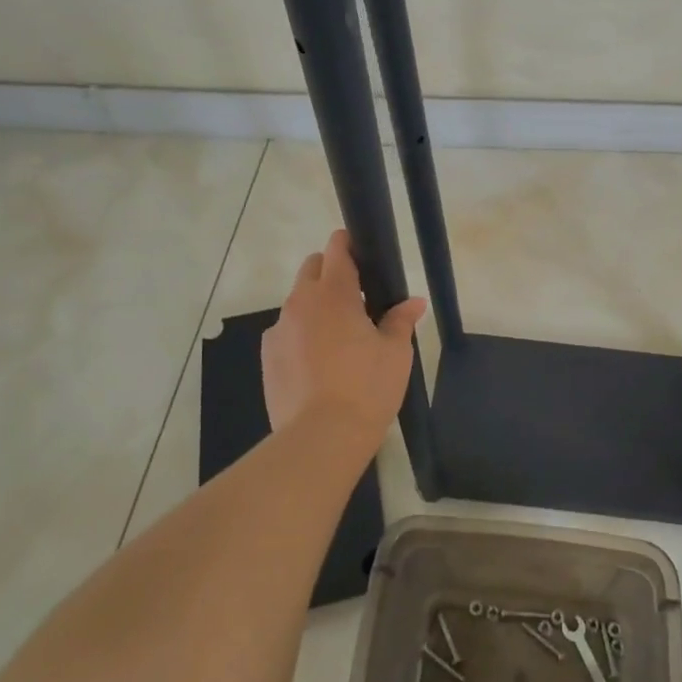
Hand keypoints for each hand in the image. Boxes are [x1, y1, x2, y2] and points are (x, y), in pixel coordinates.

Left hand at [260, 230, 425, 449]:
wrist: (320, 437)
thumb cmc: (367, 387)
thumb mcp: (395, 353)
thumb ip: (400, 320)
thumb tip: (414, 302)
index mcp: (334, 293)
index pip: (336, 249)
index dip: (349, 243)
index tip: (363, 252)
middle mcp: (301, 302)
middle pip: (312, 268)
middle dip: (331, 272)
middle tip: (357, 298)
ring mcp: (279, 329)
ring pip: (297, 301)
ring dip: (316, 306)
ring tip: (338, 337)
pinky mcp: (267, 356)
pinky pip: (286, 331)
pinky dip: (301, 334)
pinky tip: (317, 363)